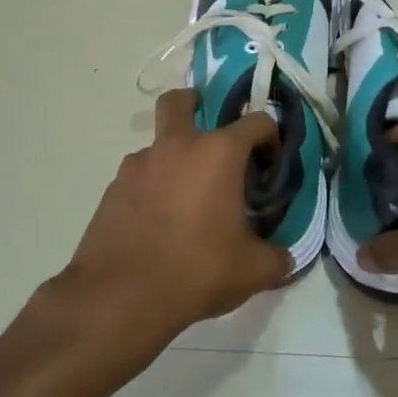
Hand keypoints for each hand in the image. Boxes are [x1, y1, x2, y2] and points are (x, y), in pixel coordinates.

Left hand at [40, 89, 294, 370]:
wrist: (121, 294)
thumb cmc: (197, 270)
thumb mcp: (252, 270)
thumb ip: (276, 257)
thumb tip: (284, 257)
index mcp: (218, 154)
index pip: (255, 122)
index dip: (270, 137)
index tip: (270, 163)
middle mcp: (176, 146)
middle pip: (180, 101)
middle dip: (195, 104)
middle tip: (209, 133)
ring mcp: (138, 165)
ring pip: (158, 145)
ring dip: (174, 158)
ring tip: (185, 200)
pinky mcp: (113, 188)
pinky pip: (139, 176)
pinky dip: (151, 188)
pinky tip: (158, 222)